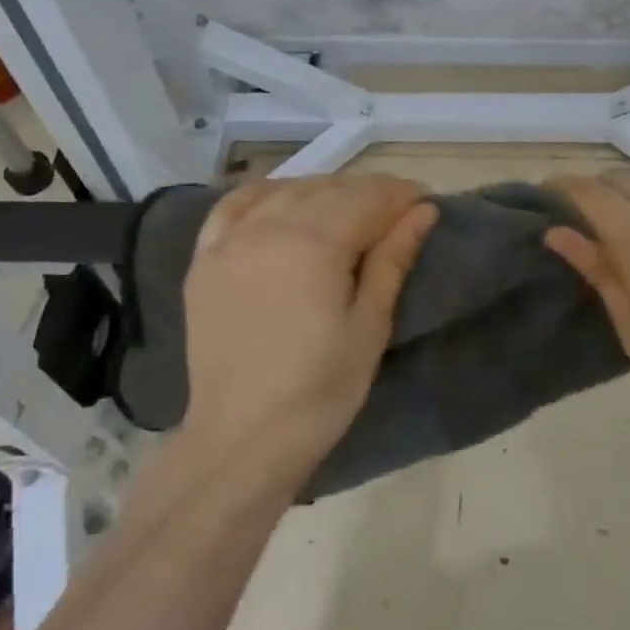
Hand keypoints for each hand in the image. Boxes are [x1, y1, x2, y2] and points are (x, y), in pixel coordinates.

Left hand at [181, 175, 437, 478]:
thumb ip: (393, 260)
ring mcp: (230, 240)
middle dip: (368, 193)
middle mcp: (268, 227)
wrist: (240, 439)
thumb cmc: (319, 391)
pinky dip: (264, 193)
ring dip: (323, 190)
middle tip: (395, 209)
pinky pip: (233, 205)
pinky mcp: (205, 259)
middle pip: (328, 190)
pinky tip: (282, 200)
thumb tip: (422, 211)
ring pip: (285, 191)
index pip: (367, 199)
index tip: (424, 200)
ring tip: (347, 208)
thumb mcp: (369, 327)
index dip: (400, 195)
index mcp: (314, 244)